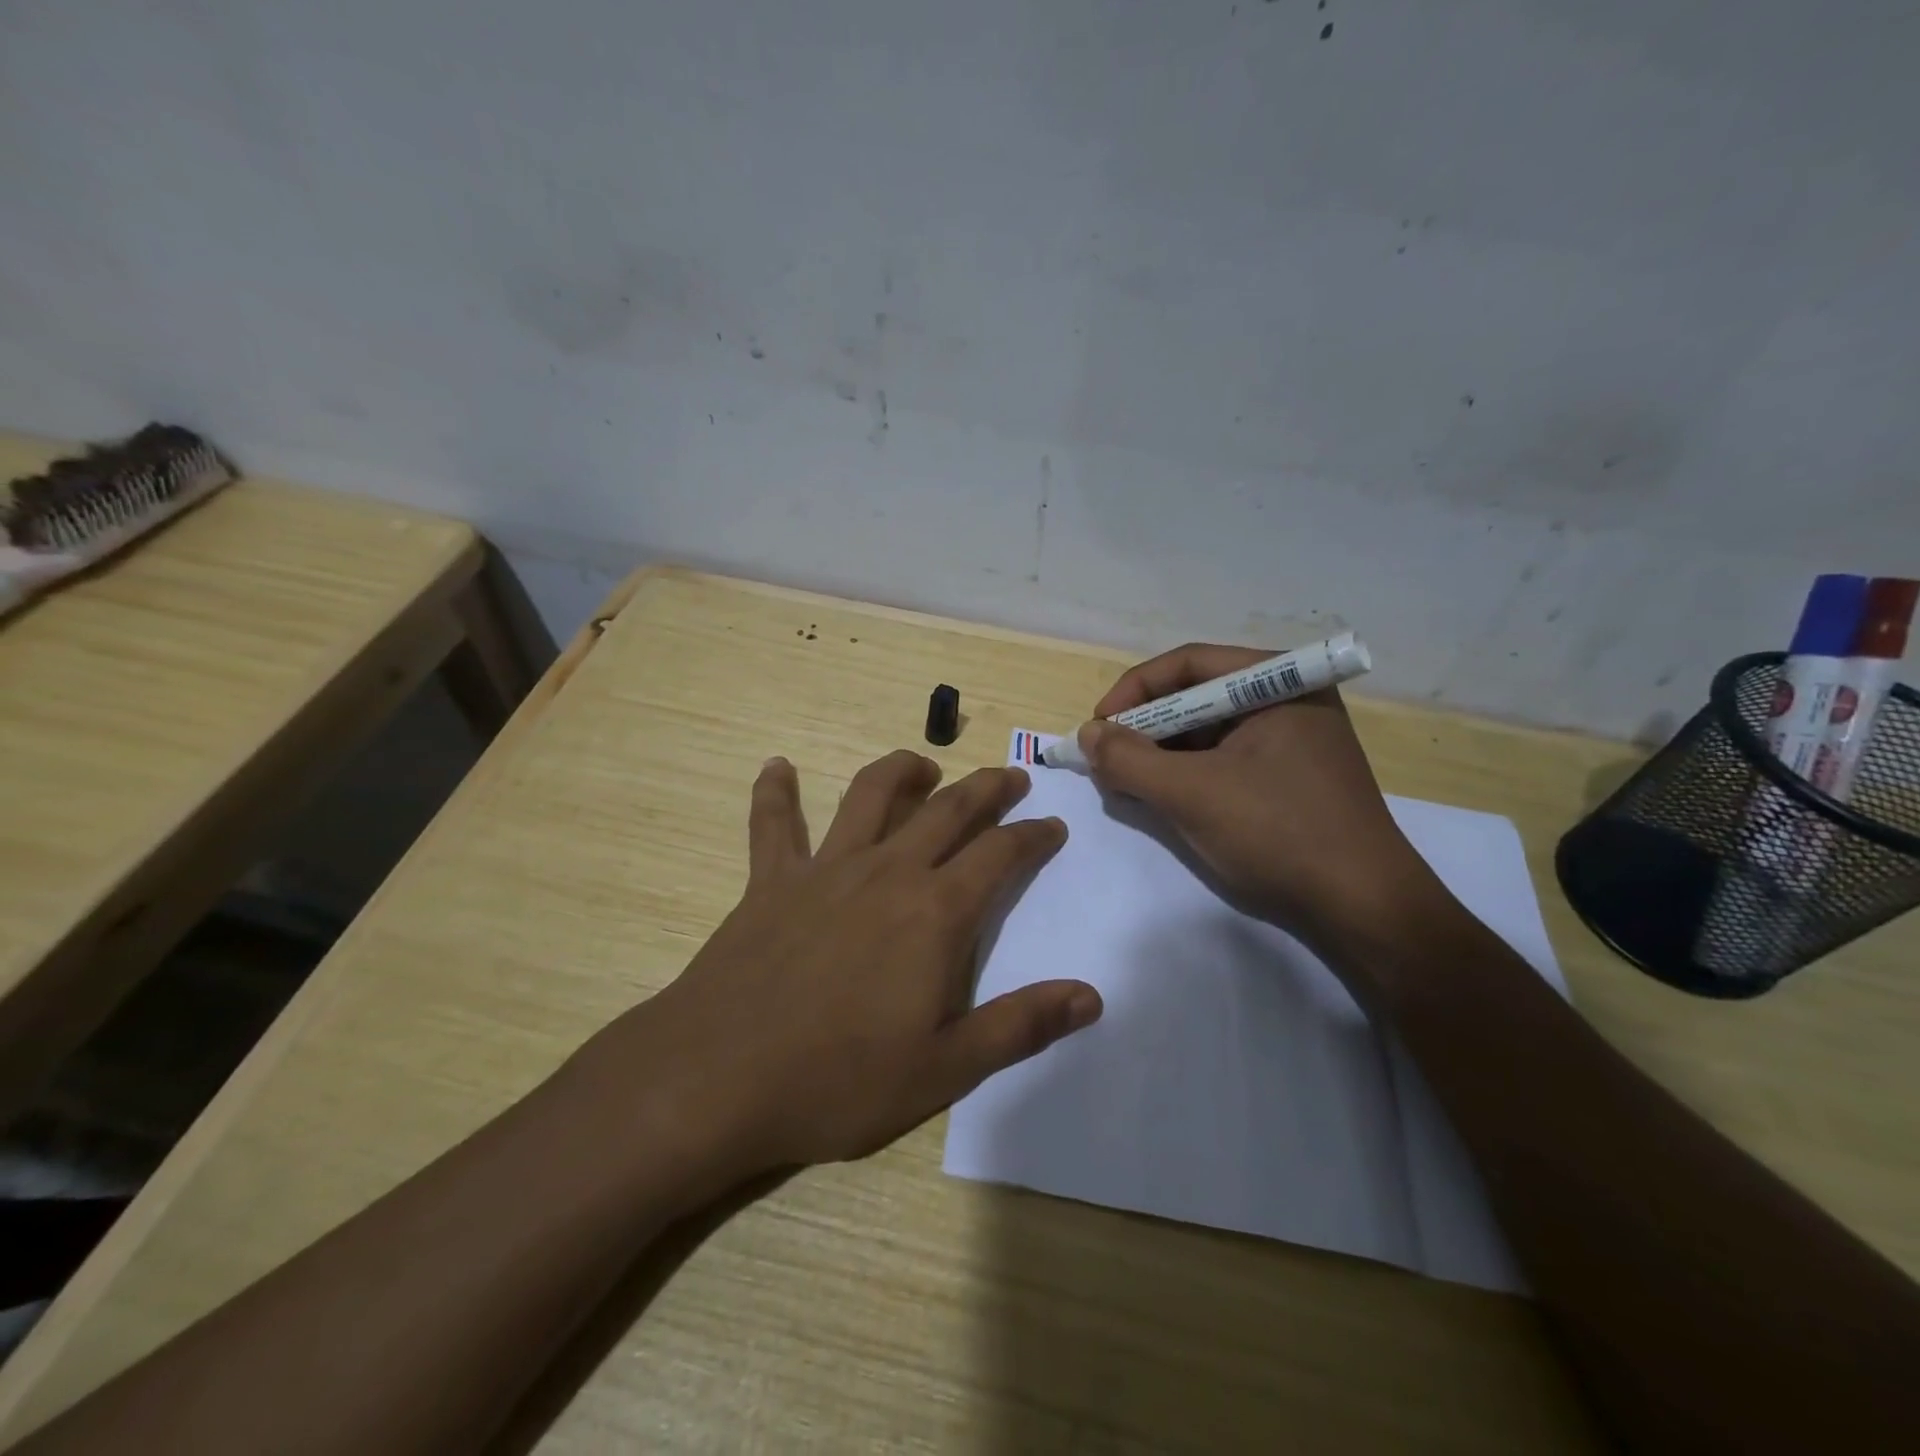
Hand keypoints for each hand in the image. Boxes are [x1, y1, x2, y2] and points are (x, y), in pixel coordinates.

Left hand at [603, 751, 1100, 1173]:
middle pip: (947, 810)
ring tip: (923, 765)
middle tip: (1010, 776)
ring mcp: (825, 869)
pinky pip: (774, 824)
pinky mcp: (771, 881)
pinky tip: (777, 767)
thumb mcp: (945, 1070)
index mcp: (934, 913)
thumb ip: (1020, 1027)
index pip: (999, 855)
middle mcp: (886, 872)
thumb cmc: (839, 1079)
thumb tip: (1091, 997)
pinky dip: (775, 792)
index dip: (1031, 836)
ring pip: (870, 796)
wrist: (719, 1077)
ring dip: (901, 771)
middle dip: (986, 788)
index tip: (1051, 825)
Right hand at [1078, 643, 1446, 954]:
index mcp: (1279, 683)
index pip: (1189, 665)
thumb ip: (1129, 759)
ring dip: (1163, 753)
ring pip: (1209, 731)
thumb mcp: (1192, 793)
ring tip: (1129, 782)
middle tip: (1107, 758)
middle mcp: (1289, 699)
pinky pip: (1226, 759)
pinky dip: (1189, 774)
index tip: (1097, 727)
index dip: (1134, 691)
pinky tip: (1166, 797)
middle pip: (1197, 696)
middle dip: (1146, 726)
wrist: (1364, 909)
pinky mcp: (1291, 776)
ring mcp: (1293, 739)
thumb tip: (1087, 734)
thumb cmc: (1279, 833)